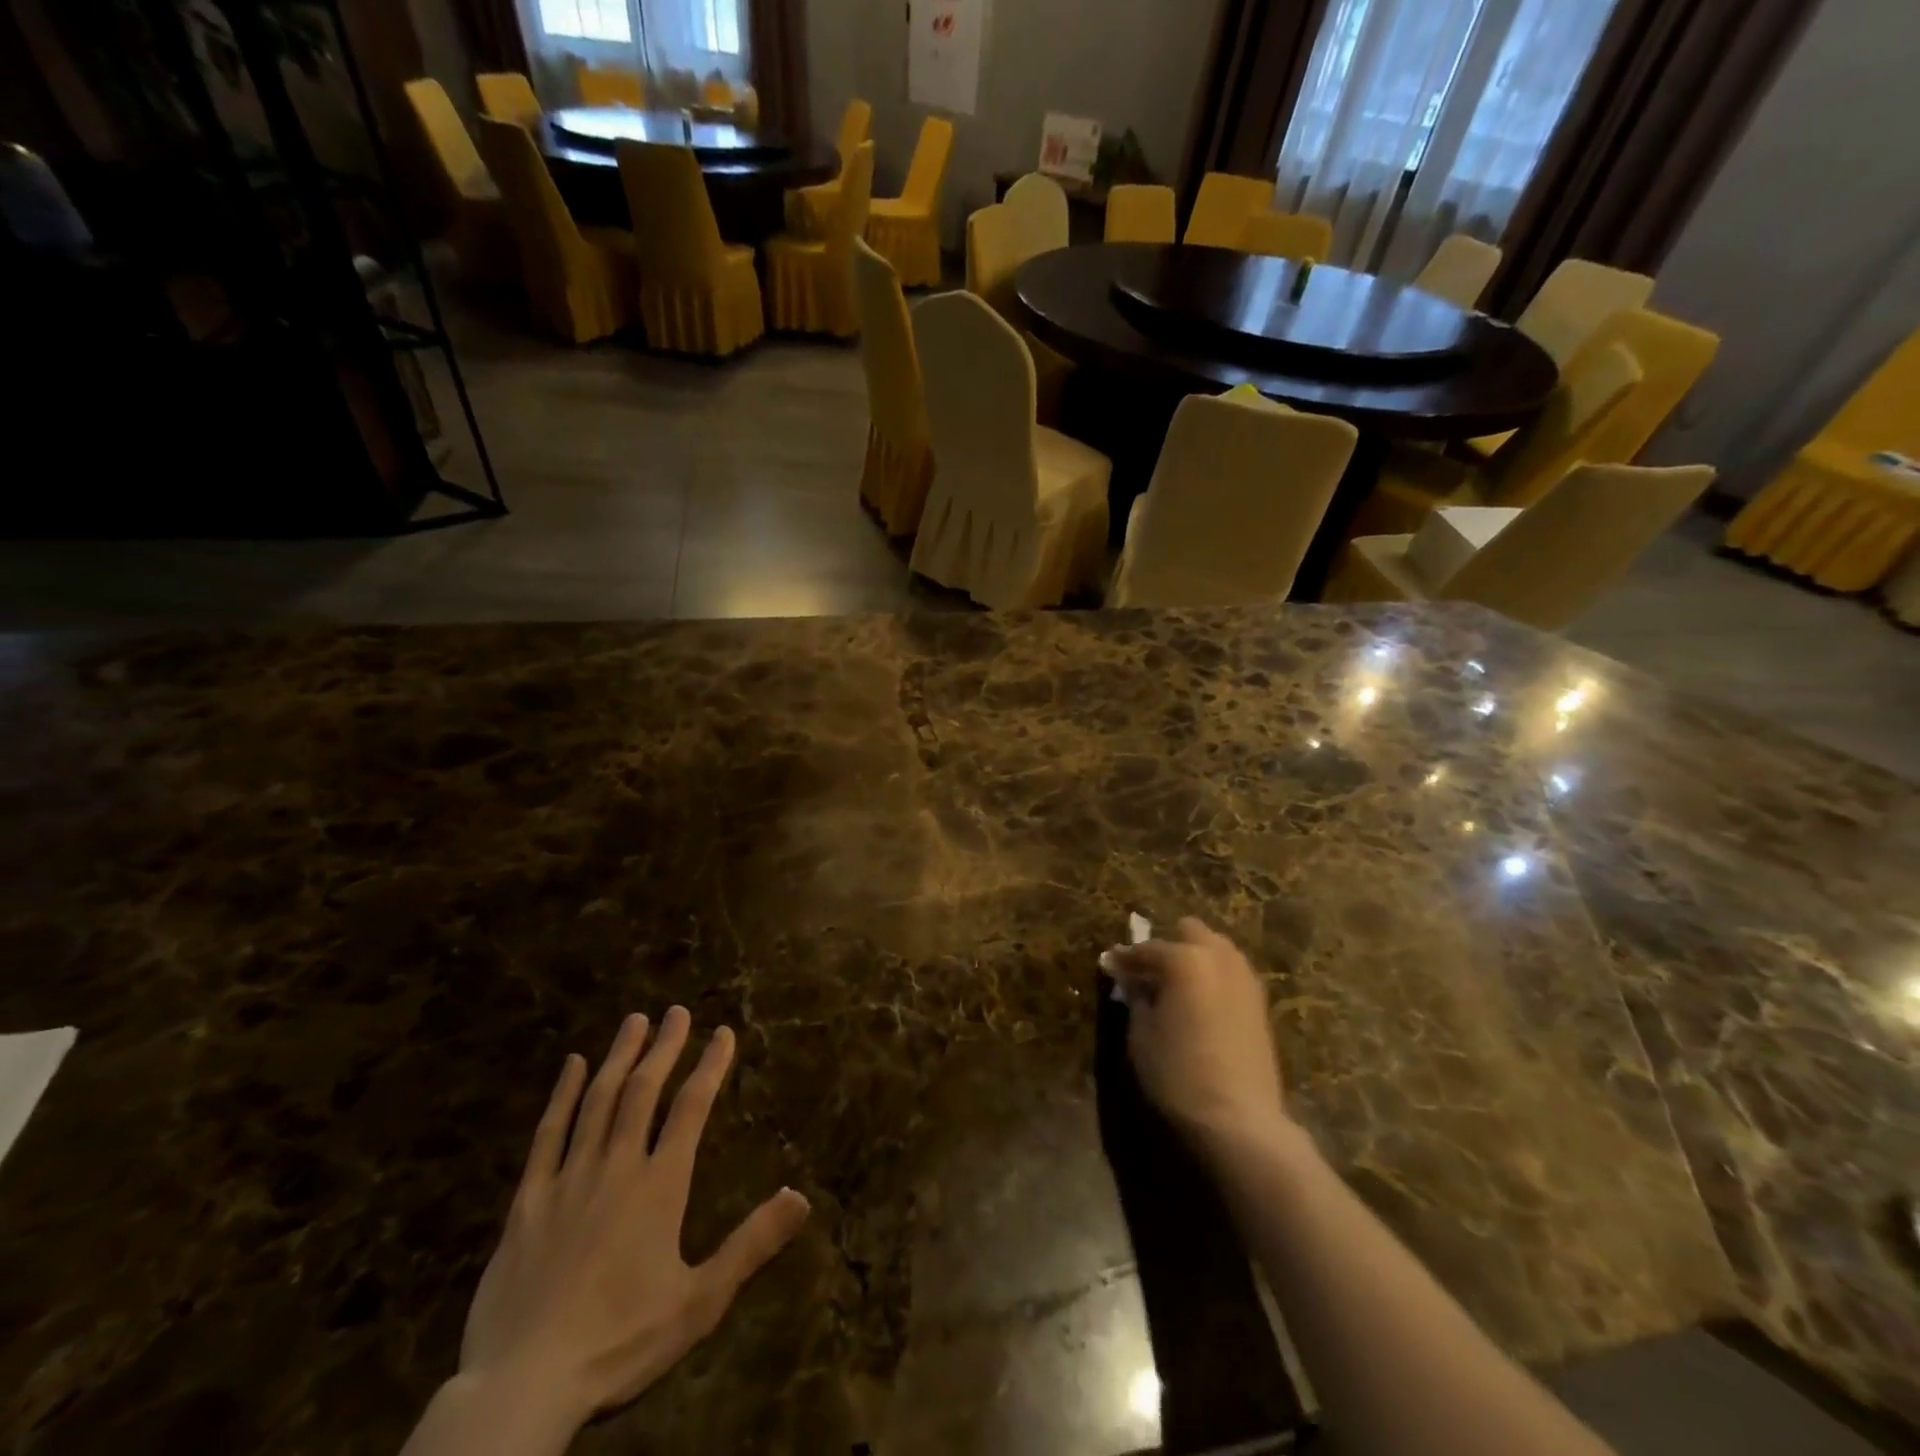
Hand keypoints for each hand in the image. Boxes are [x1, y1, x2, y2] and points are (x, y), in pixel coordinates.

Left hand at [458, 1008, 810, 1431]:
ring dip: (619, 1057)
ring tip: (634, 1020)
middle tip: (676, 1011)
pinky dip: (562, 1094)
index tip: (723, 1032)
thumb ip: (751, 1244)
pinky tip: (572, 1065)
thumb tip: (801, 1196)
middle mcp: (616, 1167)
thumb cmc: (620, 1345)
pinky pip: (548, 1134)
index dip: (710, 1066)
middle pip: (643, 1092)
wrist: (522, 1388)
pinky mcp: (527, 1201)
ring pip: (597, 1101)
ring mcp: (568, 1179)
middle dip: (664, 1047)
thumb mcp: (700, 1302)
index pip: (691, 1108)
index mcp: (659, 1186)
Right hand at [1103, 919, 1288, 1155]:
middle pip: (1190, 932)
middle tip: (1148, 973)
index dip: (1123, 959)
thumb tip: (1132, 980)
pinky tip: (1199, 1004)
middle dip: (1168, 945)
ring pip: (1216, 949)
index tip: (1108, 966)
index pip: (1146, 949)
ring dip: (1194, 958)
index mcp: (1185, 959)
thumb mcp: (1141, 1034)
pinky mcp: (1260, 1003)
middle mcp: (1219, 958)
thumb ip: (1136, 997)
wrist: (1239, 1120)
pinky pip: (1231, 974)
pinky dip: (1212, 978)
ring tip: (1174, 988)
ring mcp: (1245, 978)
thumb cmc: (1177, 1073)